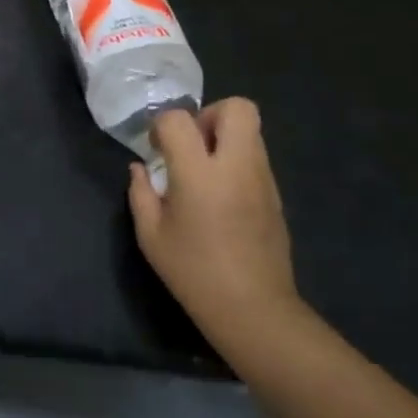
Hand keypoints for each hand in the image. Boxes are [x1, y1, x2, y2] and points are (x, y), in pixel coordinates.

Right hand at [128, 99, 299, 345]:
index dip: (162, 125)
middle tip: (190, 145)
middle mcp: (237, 167)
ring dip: (225, 138)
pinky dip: (236, 162)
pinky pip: (256, 158)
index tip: (155, 147)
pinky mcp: (276, 195)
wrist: (253, 309)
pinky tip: (220, 196)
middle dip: (209, 115)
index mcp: (200, 174)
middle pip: (237, 108)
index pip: (179, 120)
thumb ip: (141, 193)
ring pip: (251, 131)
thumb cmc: (193, 272)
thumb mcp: (150, 235)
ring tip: (203, 171)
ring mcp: (263, 179)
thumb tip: (141, 168)